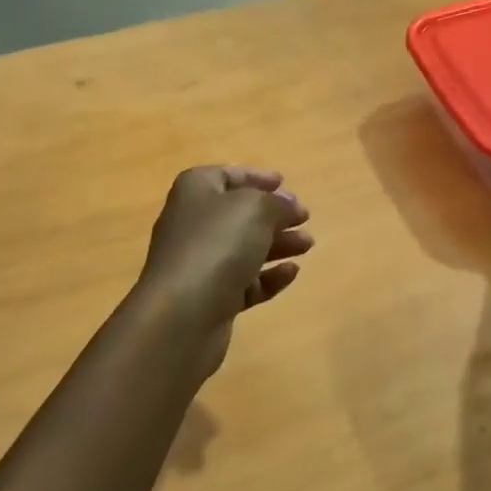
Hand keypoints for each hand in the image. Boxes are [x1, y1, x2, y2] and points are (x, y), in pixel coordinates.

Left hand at [136, 166, 312, 376]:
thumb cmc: (217, 245)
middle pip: (238, 214)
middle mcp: (193, 224)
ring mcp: (199, 263)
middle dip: (273, 215)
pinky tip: (292, 273)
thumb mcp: (256, 210)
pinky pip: (244, 282)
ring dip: (278, 244)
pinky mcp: (210, 298)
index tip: (283, 182)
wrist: (183, 314)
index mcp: (196, 191)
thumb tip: (289, 205)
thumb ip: (278, 203)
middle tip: (304, 218)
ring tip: (308, 244)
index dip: (254, 177)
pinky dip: (268, 276)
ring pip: (244, 248)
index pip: (226, 176)